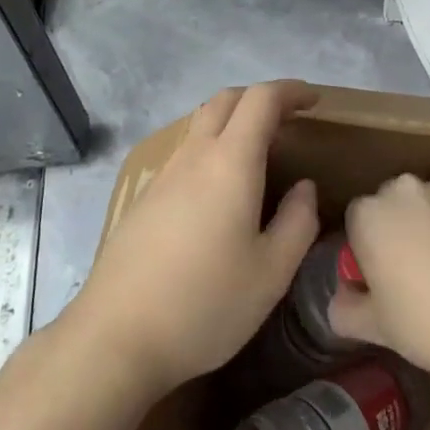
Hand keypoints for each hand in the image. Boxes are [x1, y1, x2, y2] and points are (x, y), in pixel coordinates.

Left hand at [69, 81, 320, 395]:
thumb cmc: (204, 304)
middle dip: (261, 98)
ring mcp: (164, 174)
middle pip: (226, 99)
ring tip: (258, 152)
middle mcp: (195, 155)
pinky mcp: (145, 198)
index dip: (290, 91)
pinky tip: (219, 189)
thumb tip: (304, 188)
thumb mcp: (270, 274)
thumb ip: (297, 223)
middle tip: (288, 119)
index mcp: (230, 161)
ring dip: (233, 120)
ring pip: (202, 123)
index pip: (262, 99)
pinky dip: (211, 147)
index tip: (314, 101)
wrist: (115, 337)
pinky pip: (186, 151)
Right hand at [329, 174, 429, 382]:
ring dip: (426, 226)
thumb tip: (339, 300)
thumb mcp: (376, 327)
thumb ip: (345, 309)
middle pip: (389, 205)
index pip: (355, 221)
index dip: (365, 250)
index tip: (380, 280)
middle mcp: (402, 189)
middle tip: (410, 275)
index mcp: (369, 213)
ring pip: (423, 205)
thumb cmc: (428, 324)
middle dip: (395, 230)